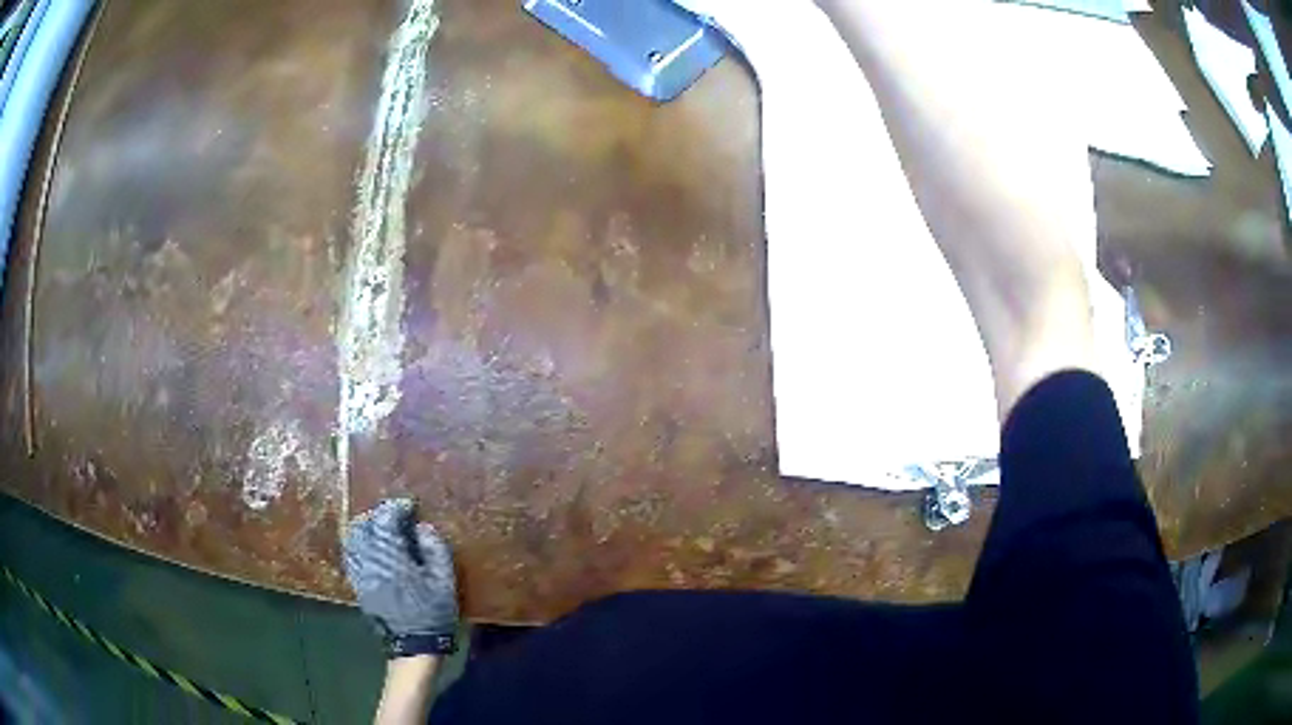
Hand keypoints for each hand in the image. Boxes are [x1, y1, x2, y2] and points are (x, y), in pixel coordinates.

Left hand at [343, 498, 458, 657]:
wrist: (414, 646)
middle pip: (363, 525)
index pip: (386, 518)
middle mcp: (370, 560)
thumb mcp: (444, 580)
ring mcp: (360, 573)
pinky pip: (352, 554)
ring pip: (353, 539)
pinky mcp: (358, 584)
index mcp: (392, 557)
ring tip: (384, 532)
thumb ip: (434, 548)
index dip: (397, 507)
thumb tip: (422, 526)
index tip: (411, 507)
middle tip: (396, 518)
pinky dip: (360, 544)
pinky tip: (375, 549)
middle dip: (379, 516)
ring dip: (367, 529)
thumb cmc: (433, 612)